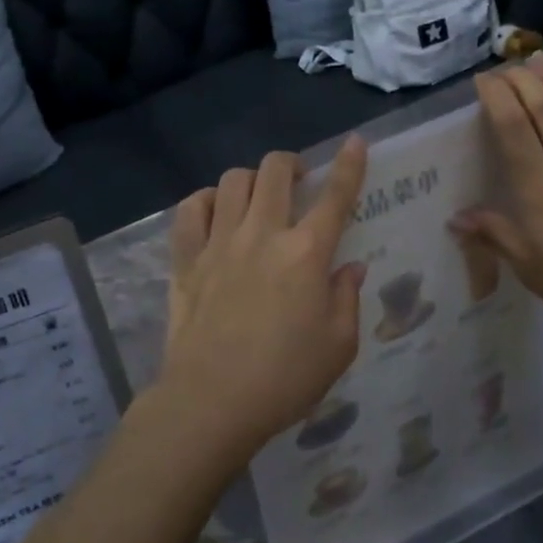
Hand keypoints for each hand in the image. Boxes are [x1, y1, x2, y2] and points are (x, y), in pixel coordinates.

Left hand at [155, 140, 369, 468]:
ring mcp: (219, 242)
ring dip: (251, 179)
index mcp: (306, 253)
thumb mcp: (338, 346)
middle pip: (275, 170)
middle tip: (298, 180)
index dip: (349, 164)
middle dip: (291, 163)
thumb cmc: (285, 378)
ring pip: (232, 180)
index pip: (335, 196)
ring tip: (257, 198)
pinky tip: (215, 212)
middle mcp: (262, 234)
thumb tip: (349, 267)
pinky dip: (205, 201)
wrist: (212, 400)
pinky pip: (191, 209)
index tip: (355, 142)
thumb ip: (346, 298)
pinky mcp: (186, 258)